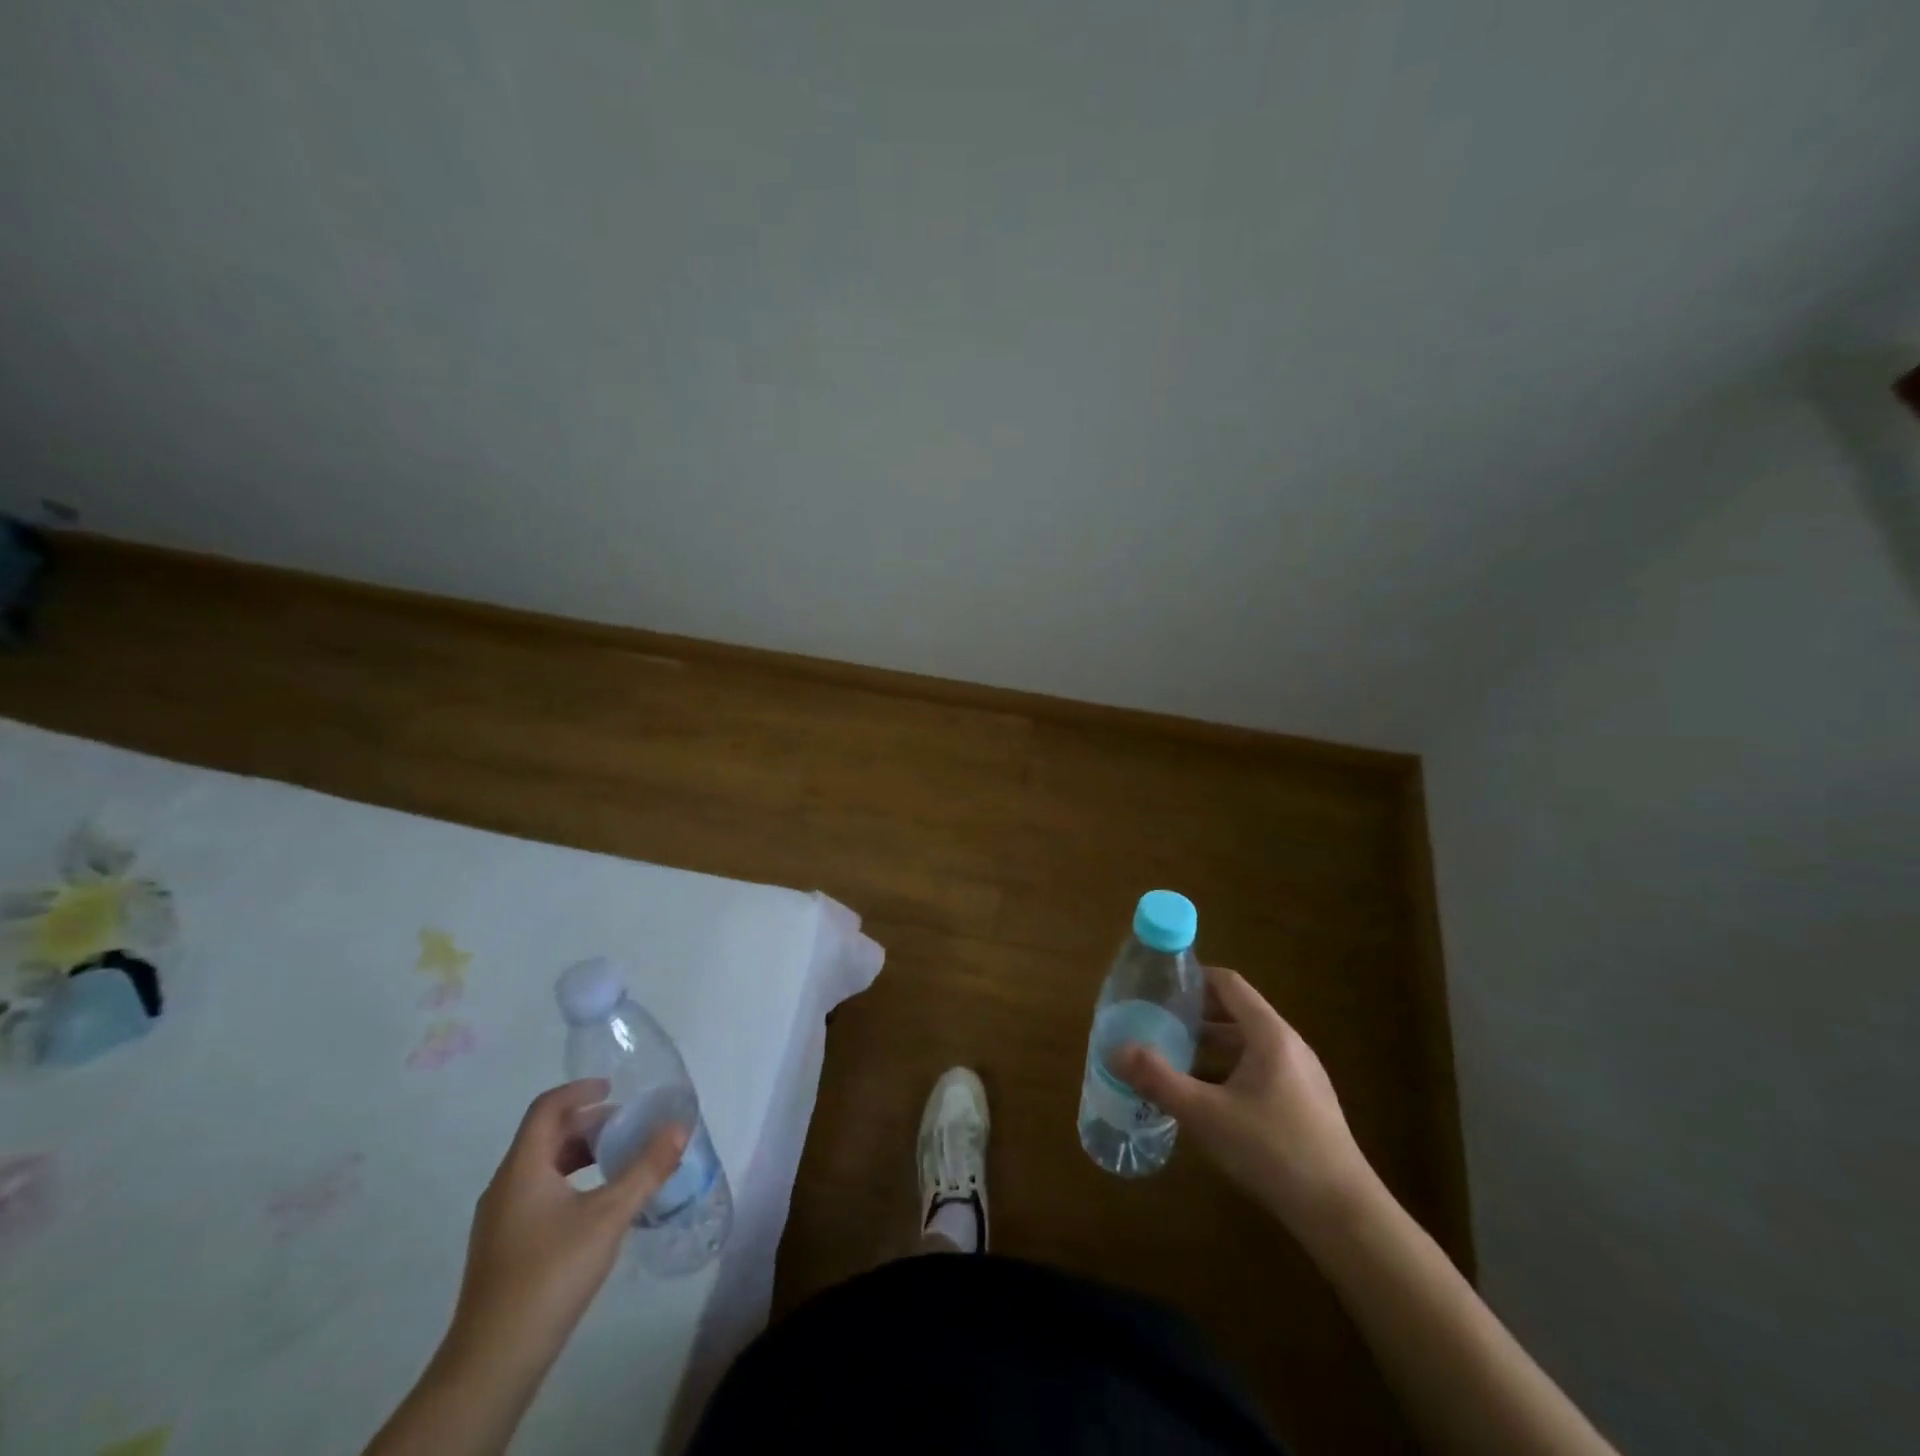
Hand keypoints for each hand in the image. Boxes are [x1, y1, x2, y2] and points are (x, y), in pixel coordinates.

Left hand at [443, 1080, 687, 1381]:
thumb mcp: (609, 1215)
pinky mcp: (503, 1248)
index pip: (546, 1109)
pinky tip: (596, 1206)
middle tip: (626, 1126)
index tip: (613, 1088)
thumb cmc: (551, 1273)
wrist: (494, 1361)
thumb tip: (679, 1127)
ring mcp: (499, 1220)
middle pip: (544, 1136)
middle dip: (586, 1124)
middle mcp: (505, 1186)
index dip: (579, 1090)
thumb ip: (647, 1168)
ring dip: (578, 1154)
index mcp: (523, 1169)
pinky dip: (569, 1181)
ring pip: (541, 1167)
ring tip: (617, 1161)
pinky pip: (537, 1193)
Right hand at [1117, 965, 1375, 1235]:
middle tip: (1158, 1020)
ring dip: (1211, 1044)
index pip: (1229, 984)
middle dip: (1196, 1013)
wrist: (1343, 1215)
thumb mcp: (1206, 1114)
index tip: (1160, 985)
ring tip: (1174, 1055)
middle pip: (1237, 1012)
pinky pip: (1260, 1069)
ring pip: (1248, 1044)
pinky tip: (1206, 1096)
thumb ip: (1159, 1080)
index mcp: (1269, 1034)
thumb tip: (1115, 1051)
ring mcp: (1301, 1076)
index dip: (1194, 978)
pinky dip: (1229, 1069)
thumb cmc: (1272, 1150)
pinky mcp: (1305, 1104)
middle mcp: (1288, 1045)